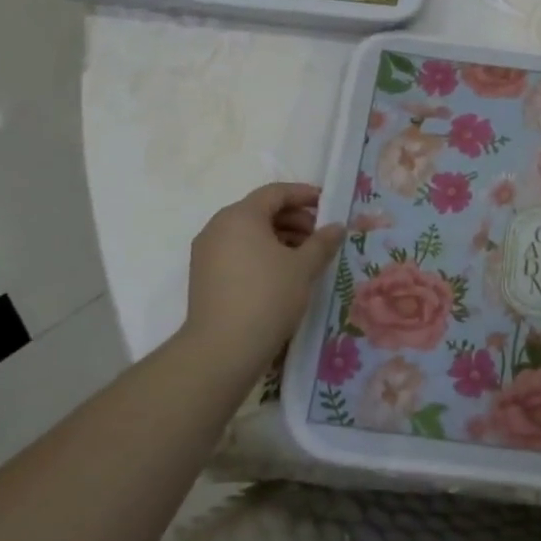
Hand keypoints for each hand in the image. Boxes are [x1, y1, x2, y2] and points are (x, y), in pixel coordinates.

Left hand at [182, 183, 344, 379]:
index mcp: (241, 215)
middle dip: (293, 219)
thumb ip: (322, 242)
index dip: (304, 195)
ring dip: (279, 237)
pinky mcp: (204, 275)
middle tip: (319, 236)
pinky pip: (237, 251)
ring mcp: (207, 251)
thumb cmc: (268, 296)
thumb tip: (336, 226)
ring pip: (248, 233)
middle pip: (260, 211)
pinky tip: (281, 273)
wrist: (223, 348)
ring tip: (304, 257)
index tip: (327, 204)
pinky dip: (261, 253)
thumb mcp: (303, 267)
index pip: (275, 193)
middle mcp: (218, 226)